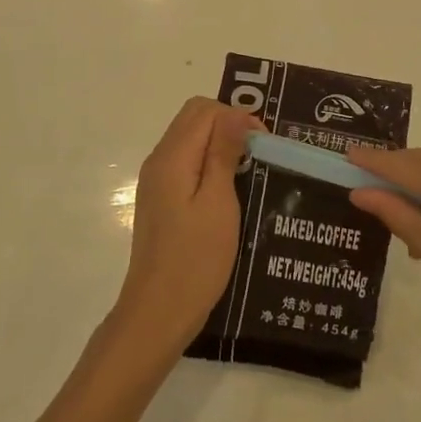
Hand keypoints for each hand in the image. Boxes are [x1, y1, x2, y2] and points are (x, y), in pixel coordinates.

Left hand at [109, 98, 262, 355]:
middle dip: (228, 124)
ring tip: (248, 168)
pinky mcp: (159, 198)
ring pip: (189, 138)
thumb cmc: (195, 259)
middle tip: (258, 152)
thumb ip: (223, 153)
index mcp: (172, 157)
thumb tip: (235, 112)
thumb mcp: (218, 203)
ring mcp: (156, 180)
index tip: (264, 144)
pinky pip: (185, 161)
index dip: (237, 116)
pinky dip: (208, 161)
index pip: (204, 110)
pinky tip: (228, 188)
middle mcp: (158, 160)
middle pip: (193, 118)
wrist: (158, 311)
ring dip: (219, 142)